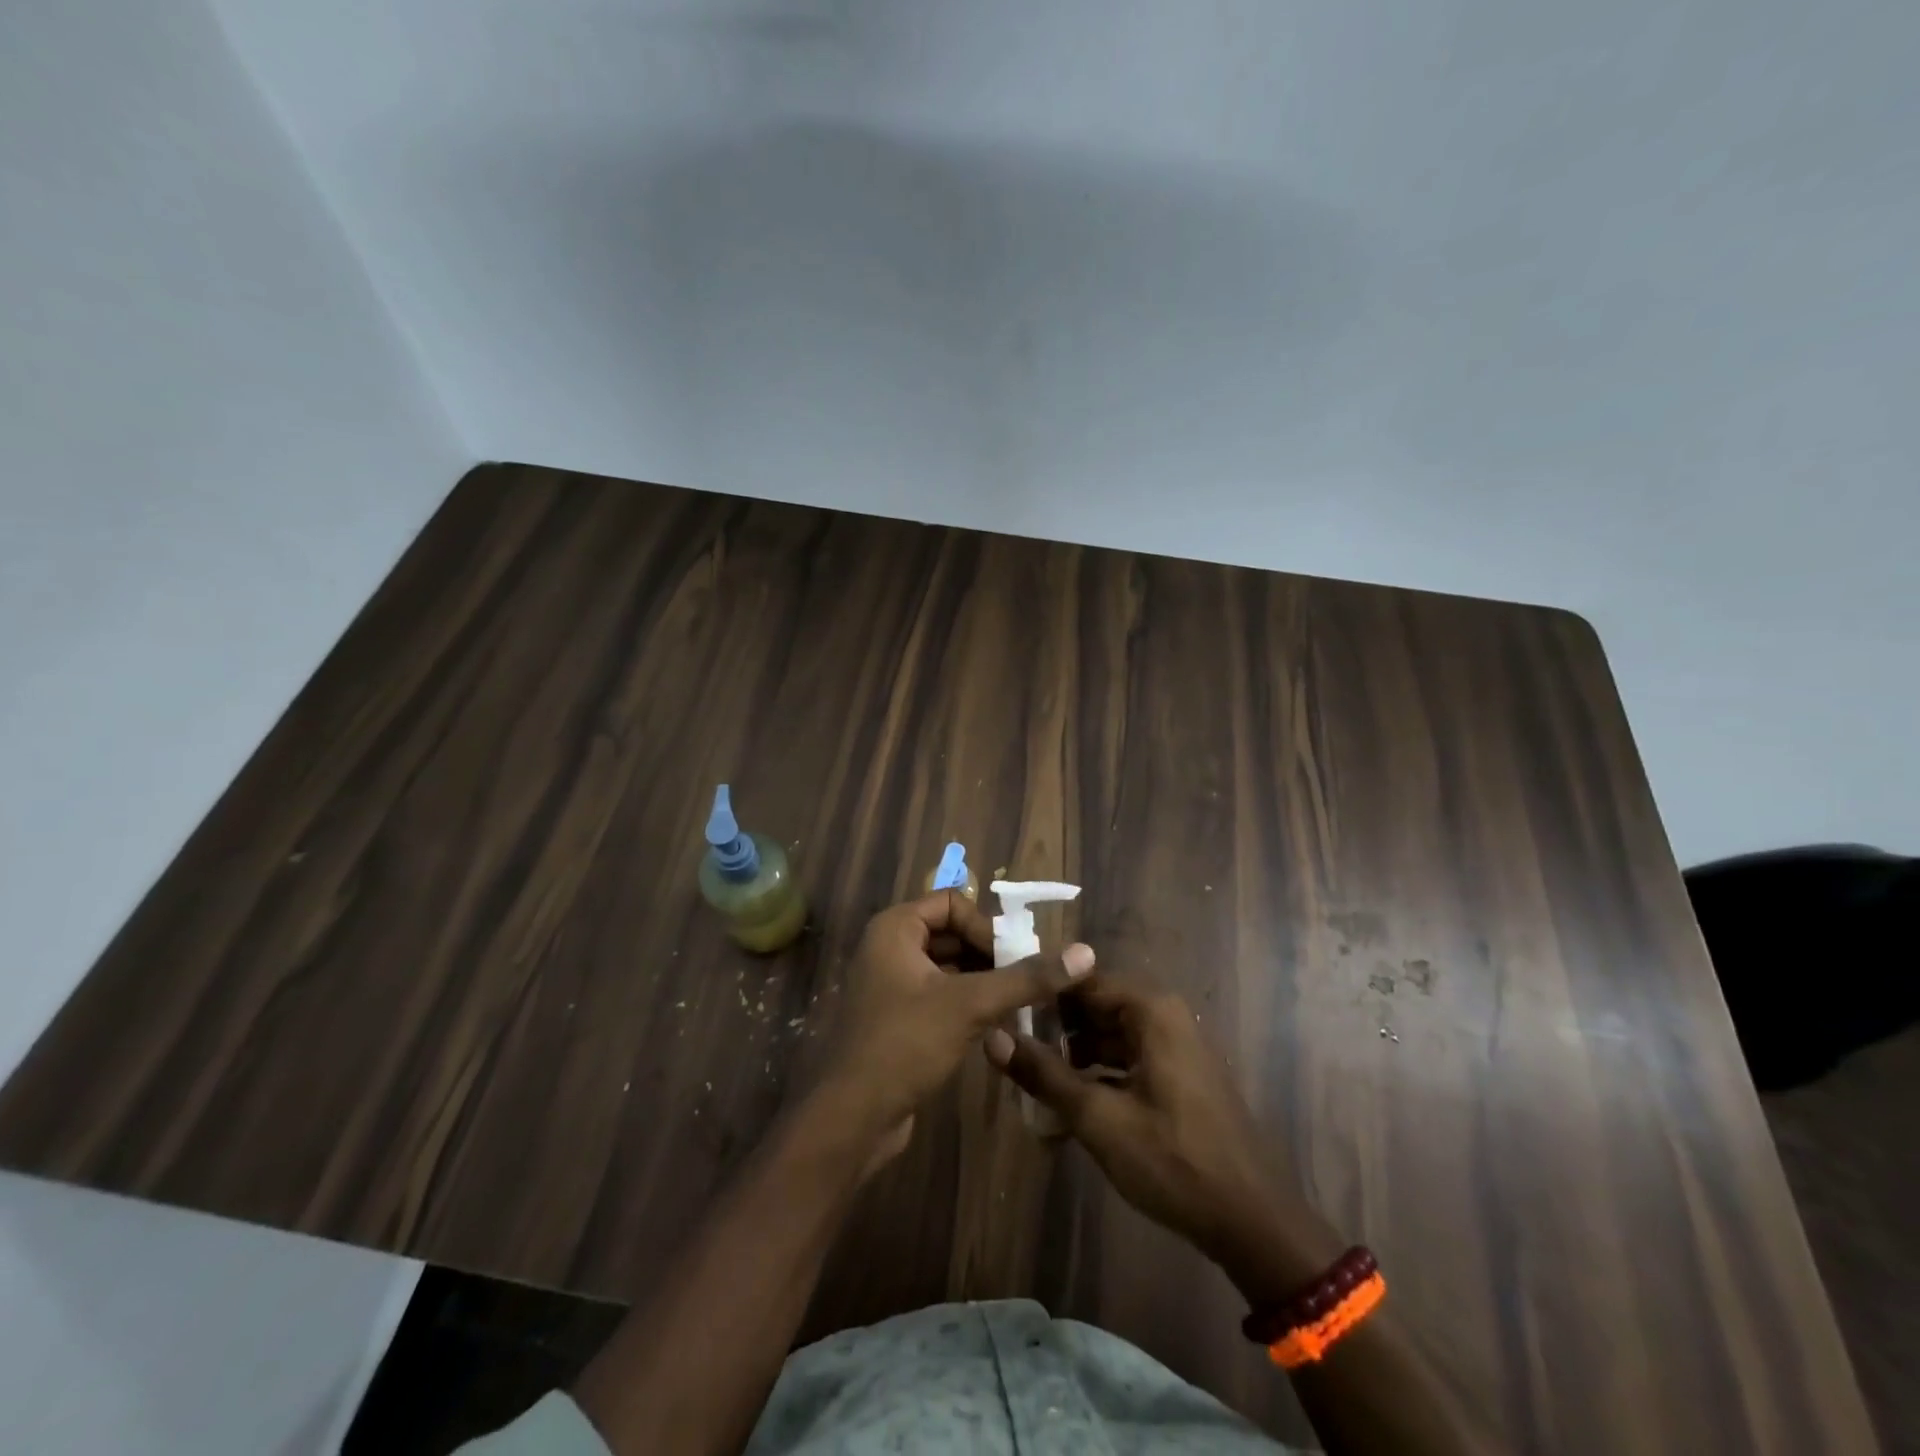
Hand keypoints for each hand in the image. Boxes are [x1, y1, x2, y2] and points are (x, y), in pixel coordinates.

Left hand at [817, 892, 1094, 1160]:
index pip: (952, 902)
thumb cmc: (905, 1044)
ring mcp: (890, 984)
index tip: (1011, 961)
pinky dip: (967, 1003)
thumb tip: (1085, 953)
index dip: (985, 927)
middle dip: (989, 955)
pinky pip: (939, 995)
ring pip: (948, 967)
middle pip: (951, 933)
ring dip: (982, 981)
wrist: (853, 1117)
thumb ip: (1026, 978)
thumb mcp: (970, 1005)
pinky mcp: (897, 1018)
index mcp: (895, 928)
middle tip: (1022, 983)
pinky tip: (994, 1027)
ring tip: (1015, 1005)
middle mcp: (889, 947)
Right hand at [984, 976, 1340, 1296]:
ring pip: (1109, 1036)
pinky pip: (1127, 1060)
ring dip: (1073, 1057)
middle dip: (1055, 1030)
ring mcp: (1175, 1046)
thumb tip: (992, 1038)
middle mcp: (1164, 1015)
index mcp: (1150, 1010)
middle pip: (1095, 1007)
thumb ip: (1043, 1074)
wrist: (1252, 1221)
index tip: (1004, 1013)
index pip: (1081, 979)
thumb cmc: (1173, 1160)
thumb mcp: (1098, 1118)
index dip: (1041, 994)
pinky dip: (1098, 1076)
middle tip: (1014, 1053)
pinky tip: (1069, 1108)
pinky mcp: (1179, 1076)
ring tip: (1034, 1084)